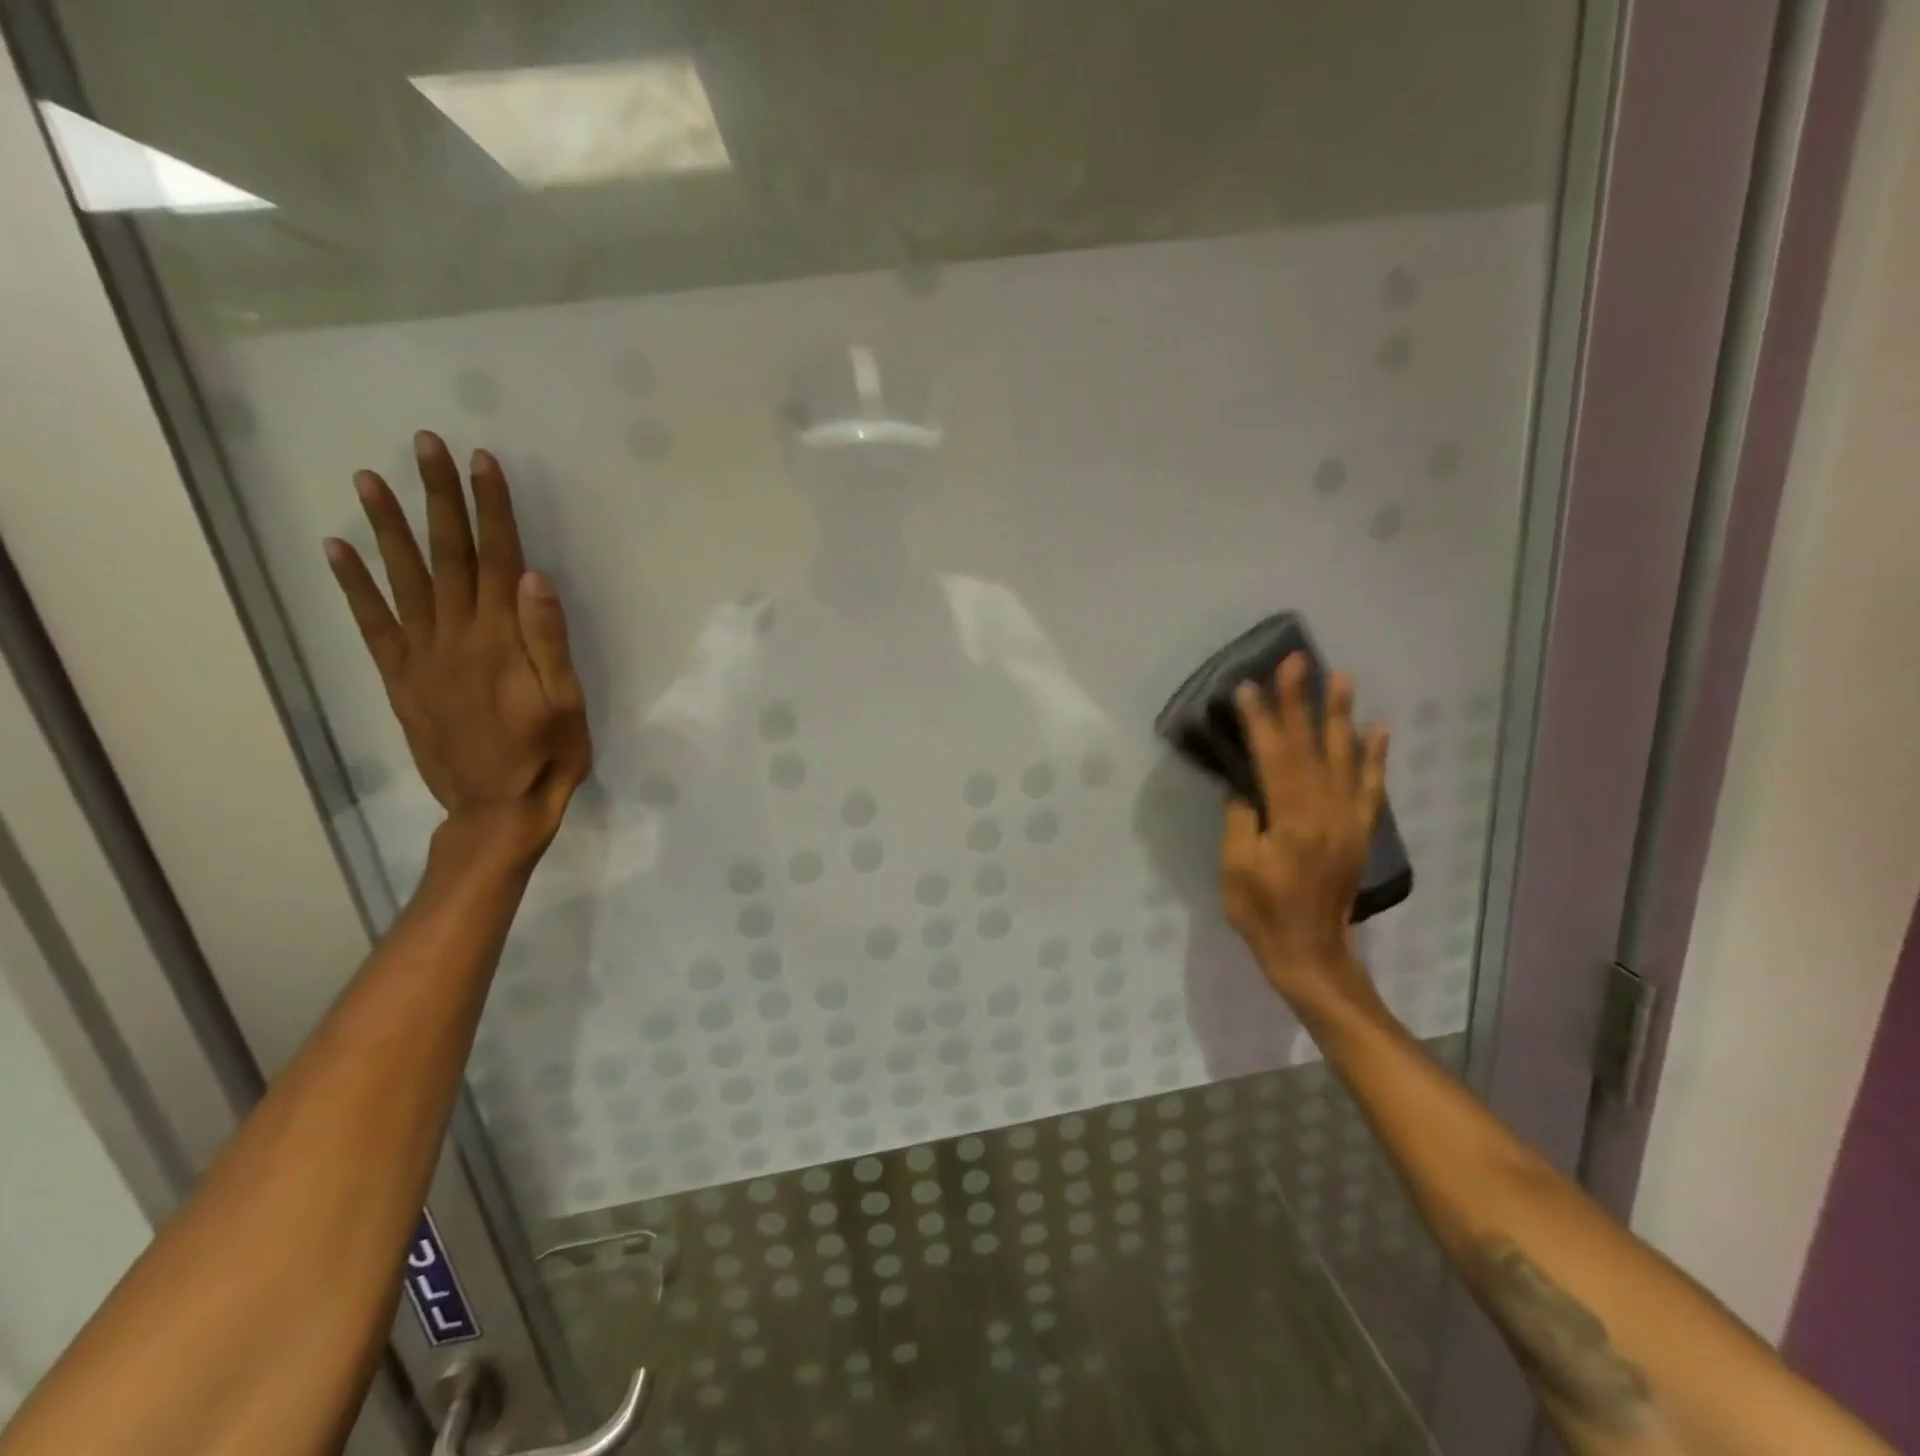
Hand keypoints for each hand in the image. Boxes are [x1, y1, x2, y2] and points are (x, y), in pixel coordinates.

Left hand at [324, 431, 591, 860]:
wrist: (497, 807)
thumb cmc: (548, 754)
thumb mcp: (566, 701)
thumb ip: (548, 639)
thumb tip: (534, 576)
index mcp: (501, 639)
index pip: (496, 559)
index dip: (490, 508)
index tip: (482, 462)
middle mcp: (455, 636)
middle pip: (448, 556)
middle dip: (439, 498)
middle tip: (425, 446)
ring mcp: (421, 656)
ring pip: (404, 580)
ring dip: (387, 527)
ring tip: (369, 479)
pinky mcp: (401, 678)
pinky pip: (373, 625)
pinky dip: (354, 586)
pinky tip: (337, 550)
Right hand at [1219, 654, 1388, 1006]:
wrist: (1310, 953)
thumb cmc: (1262, 913)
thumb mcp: (1235, 869)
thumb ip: (1241, 821)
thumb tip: (1245, 786)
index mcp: (1291, 822)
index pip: (1273, 759)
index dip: (1260, 722)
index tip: (1248, 687)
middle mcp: (1325, 813)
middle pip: (1308, 748)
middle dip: (1300, 703)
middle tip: (1296, 662)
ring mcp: (1347, 821)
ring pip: (1342, 758)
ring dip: (1339, 716)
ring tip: (1341, 678)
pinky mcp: (1358, 832)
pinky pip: (1369, 787)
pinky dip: (1374, 756)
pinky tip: (1378, 728)